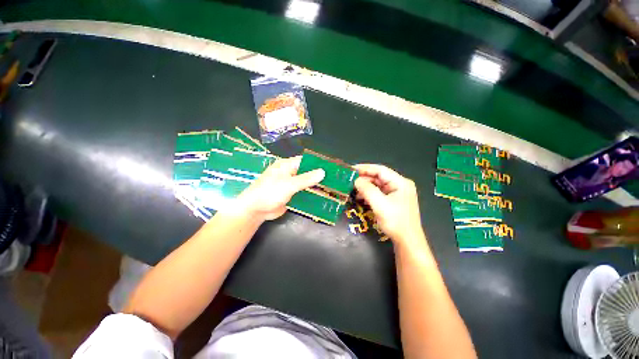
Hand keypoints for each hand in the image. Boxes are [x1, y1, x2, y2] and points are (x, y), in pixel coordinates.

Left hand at [236, 156, 324, 220]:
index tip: (332, 167)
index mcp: (286, 165)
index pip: (305, 161)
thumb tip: (322, 171)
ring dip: (315, 187)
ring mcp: (288, 185)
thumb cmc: (270, 192)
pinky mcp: (289, 196)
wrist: (256, 209)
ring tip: (332, 189)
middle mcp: (288, 173)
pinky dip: (310, 196)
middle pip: (306, 173)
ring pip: (305, 184)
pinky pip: (302, 194)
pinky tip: (321, 199)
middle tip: (335, 180)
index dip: (318, 164)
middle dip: (319, 176)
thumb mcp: (289, 184)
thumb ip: (306, 178)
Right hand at [354, 164, 423, 244]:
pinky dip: (372, 195)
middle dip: (365, 179)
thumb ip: (367, 190)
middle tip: (349, 182)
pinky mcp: (397, 204)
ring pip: (380, 186)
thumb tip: (356, 181)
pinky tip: (362, 199)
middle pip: (381, 177)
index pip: (380, 170)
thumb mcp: (380, 205)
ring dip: (367, 188)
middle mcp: (402, 186)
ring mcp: (400, 195)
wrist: (408, 241)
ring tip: (353, 191)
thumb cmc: (396, 221)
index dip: (365, 168)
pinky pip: (382, 195)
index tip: (350, 170)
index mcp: (401, 182)